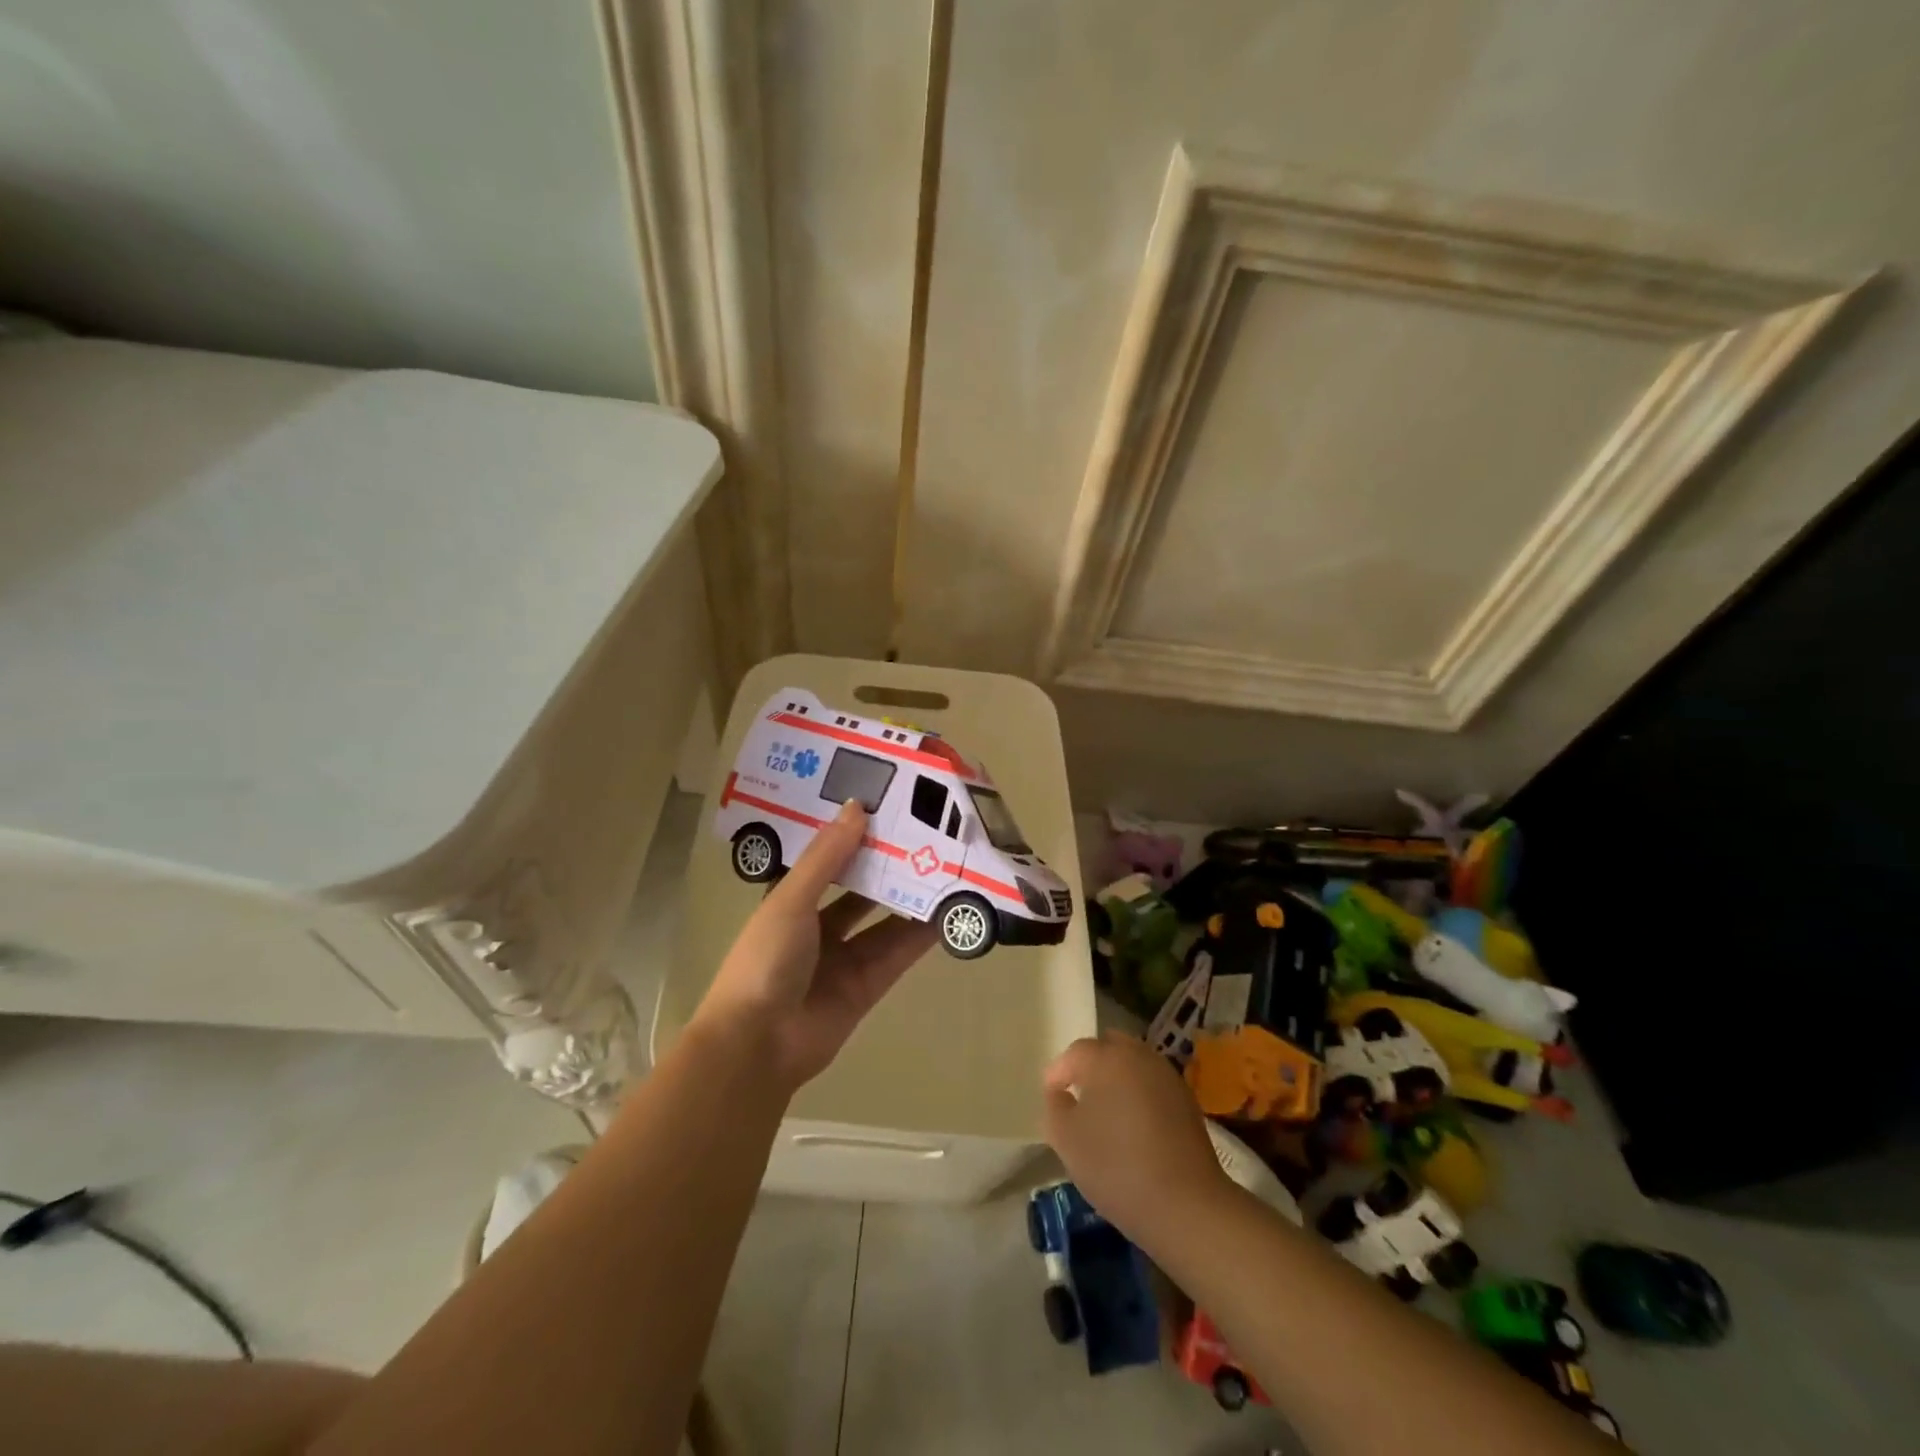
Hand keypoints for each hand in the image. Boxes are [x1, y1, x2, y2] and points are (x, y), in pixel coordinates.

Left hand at [693, 801, 938, 1091]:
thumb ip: (826, 857)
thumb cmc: (764, 961)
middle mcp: (819, 927)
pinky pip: (899, 953)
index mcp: (792, 902)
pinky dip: (922, 935)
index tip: (886, 808)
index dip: (854, 837)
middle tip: (928, 835)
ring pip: (886, 921)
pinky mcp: (868, 986)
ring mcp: (845, 958)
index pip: (828, 861)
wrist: (757, 1045)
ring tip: (948, 867)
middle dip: (890, 866)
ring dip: (912, 898)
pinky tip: (949, 911)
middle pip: (862, 890)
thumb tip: (857, 807)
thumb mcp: (791, 900)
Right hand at [1043, 1031, 1233, 1248]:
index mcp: (1106, 1058)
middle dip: (1091, 1067)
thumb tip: (1061, 1094)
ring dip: (1117, 1080)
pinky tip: (1136, 1128)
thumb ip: (1055, 1107)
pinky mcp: (1187, 1100)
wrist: (1186, 1204)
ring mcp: (1167, 1076)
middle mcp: (1138, 1056)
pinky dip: (1140, 1096)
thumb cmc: (1116, 1166)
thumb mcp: (1066, 1140)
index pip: (1074, 1053)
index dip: (1058, 1073)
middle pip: (1108, 1048)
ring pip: (1133, 1065)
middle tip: (1080, 1097)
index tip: (1052, 1097)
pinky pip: (1152, 1085)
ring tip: (1108, 1114)